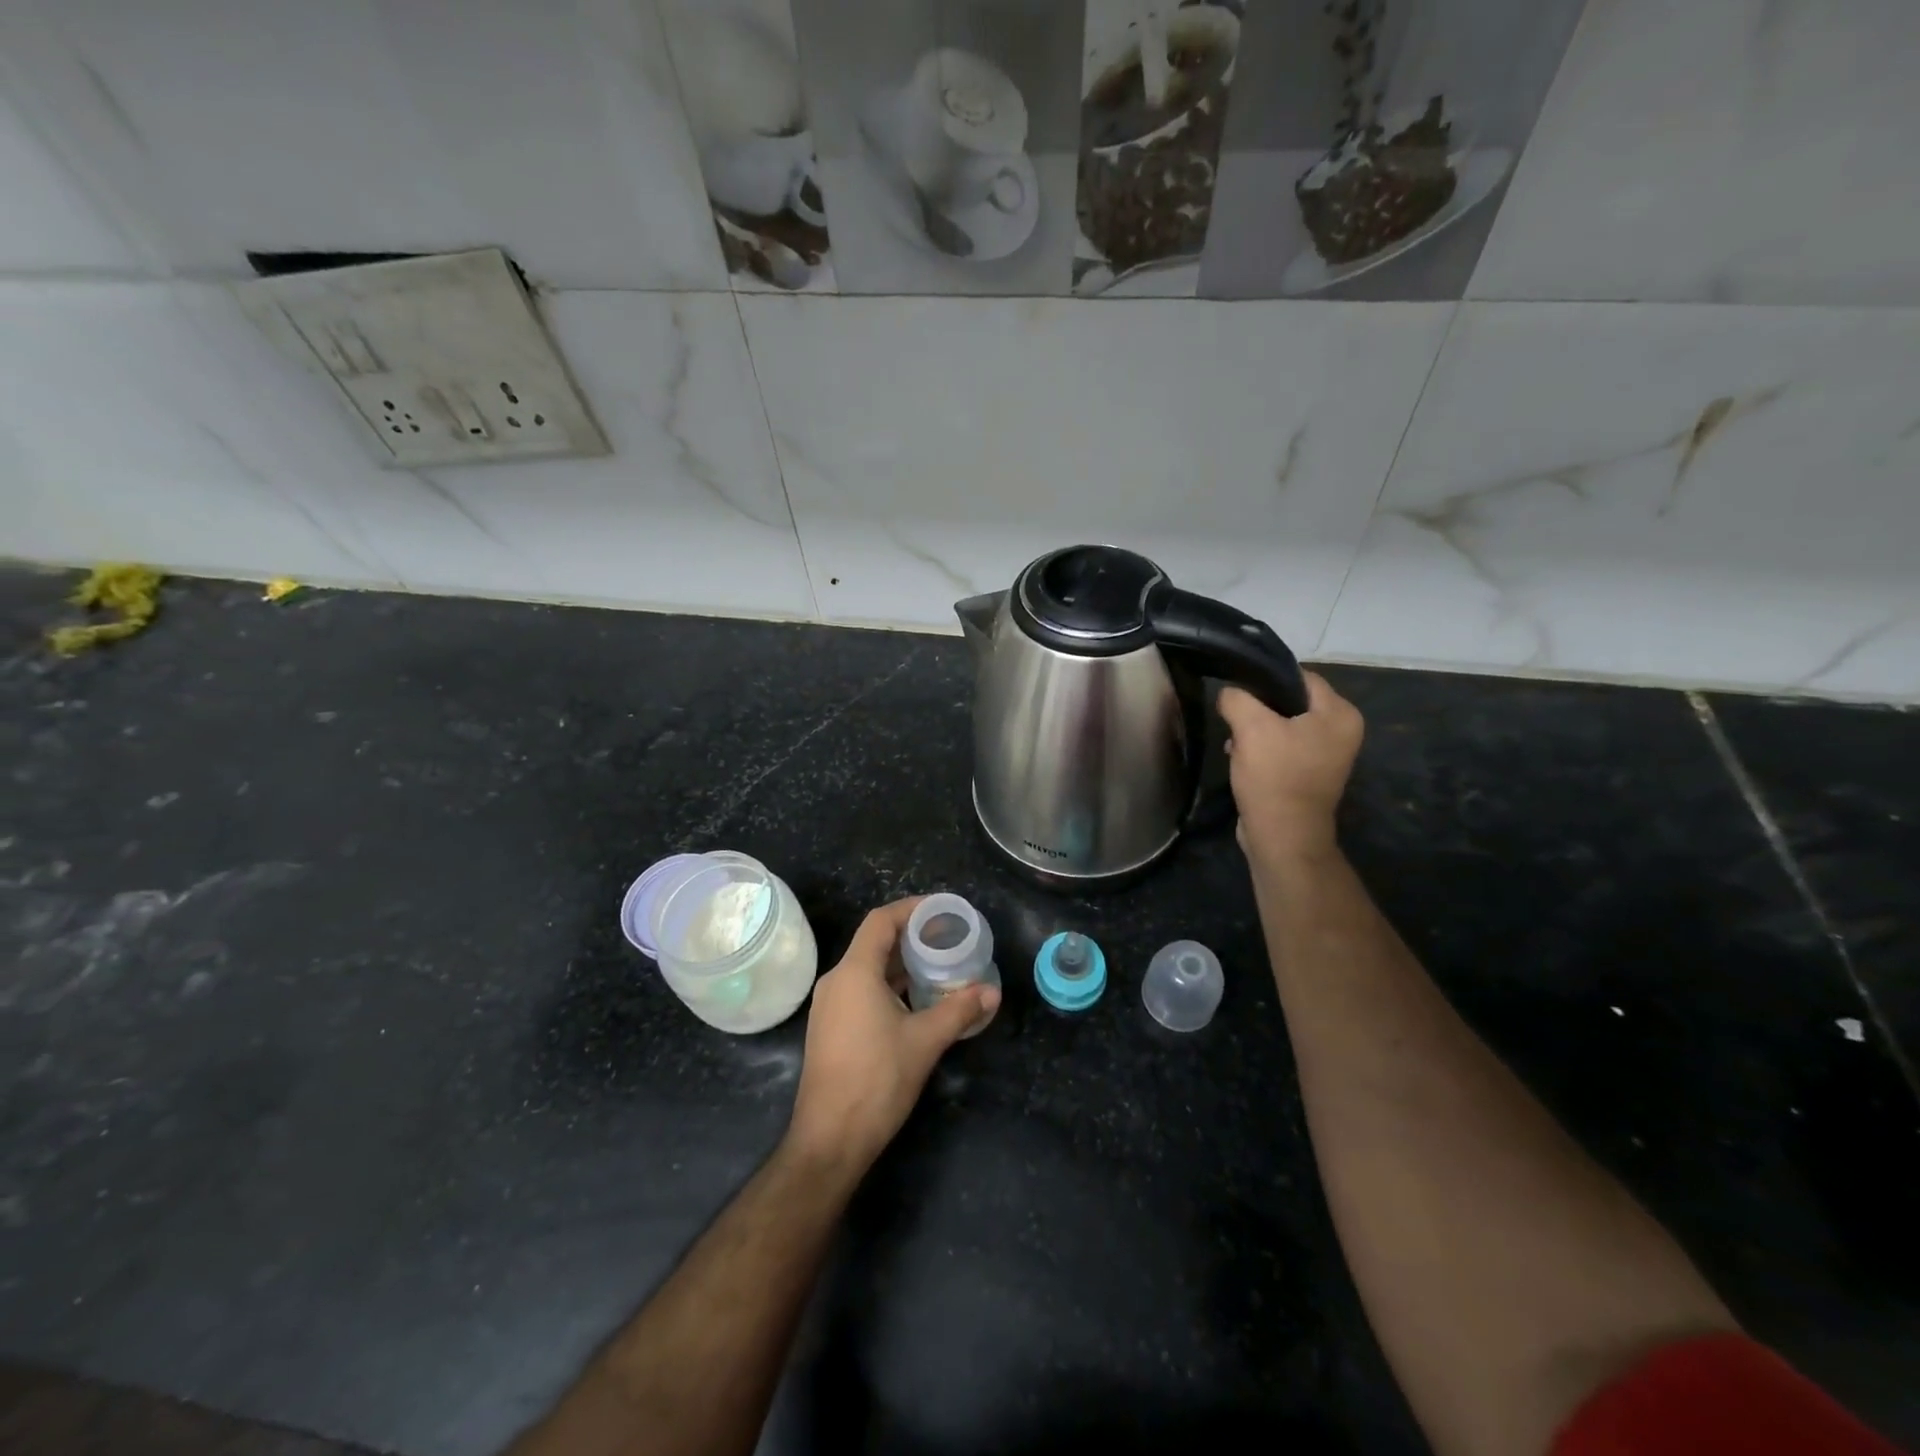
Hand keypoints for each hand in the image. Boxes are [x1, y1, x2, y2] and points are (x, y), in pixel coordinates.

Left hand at [785, 898, 1000, 1173]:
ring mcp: (830, 1006)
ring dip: (901, 964)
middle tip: (948, 938)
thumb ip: (959, 1010)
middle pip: (874, 943)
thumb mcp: (925, 1041)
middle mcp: (836, 981)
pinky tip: (916, 1000)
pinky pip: (861, 990)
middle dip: (911, 937)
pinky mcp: (830, 1028)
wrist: (830, 1140)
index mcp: (854, 972)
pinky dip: (888, 985)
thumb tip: (993, 992)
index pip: (880, 921)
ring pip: (868, 969)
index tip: (942, 910)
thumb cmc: (876, 1080)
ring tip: (938, 966)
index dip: (911, 909)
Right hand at [1218, 671, 1364, 864]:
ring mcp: (1327, 754)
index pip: (1300, 676)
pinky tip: (1241, 757)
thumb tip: (1229, 693)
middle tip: (1233, 717)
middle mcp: (1342, 730)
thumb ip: (1237, 698)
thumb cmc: (1274, 776)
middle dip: (1258, 708)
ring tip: (1234, 741)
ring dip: (1256, 730)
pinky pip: (1283, 747)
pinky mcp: (1309, 773)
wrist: (1282, 835)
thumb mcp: (1251, 728)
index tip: (1237, 687)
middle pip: (1291, 701)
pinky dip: (1262, 748)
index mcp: (1340, 713)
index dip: (1266, 678)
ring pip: (1283, 724)